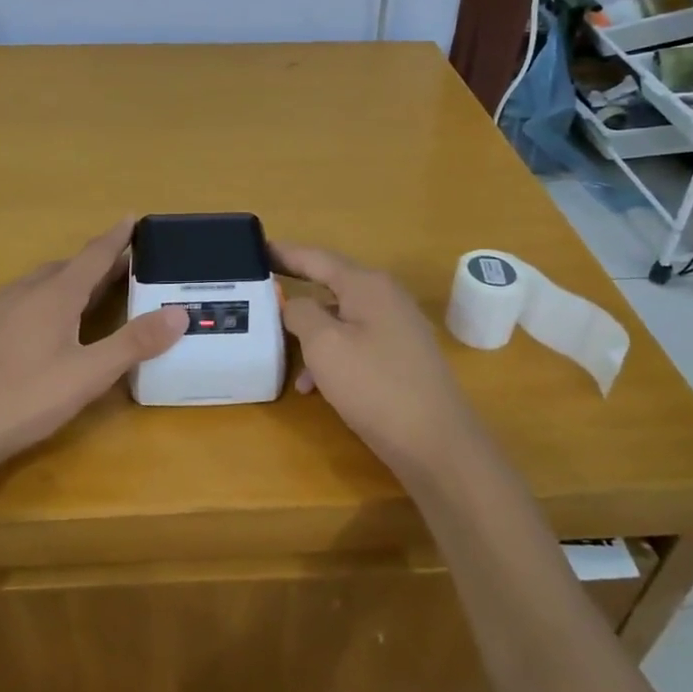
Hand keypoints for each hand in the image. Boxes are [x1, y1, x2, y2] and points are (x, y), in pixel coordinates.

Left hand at [0, 220, 187, 480]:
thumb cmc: (25, 397)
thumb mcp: (89, 374)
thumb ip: (134, 343)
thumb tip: (179, 313)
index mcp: (54, 294)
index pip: (93, 255)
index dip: (116, 237)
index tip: (132, 217)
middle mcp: (24, 291)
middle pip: (67, 267)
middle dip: (96, 264)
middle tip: (123, 269)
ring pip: (41, 284)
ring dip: (69, 282)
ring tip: (89, 295)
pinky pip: (22, 301)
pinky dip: (45, 301)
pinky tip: (44, 328)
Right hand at [273, 242, 480, 474]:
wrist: (436, 443)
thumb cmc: (374, 385)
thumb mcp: (324, 345)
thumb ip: (301, 313)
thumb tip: (296, 303)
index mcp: (367, 285)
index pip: (317, 258)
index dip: (285, 253)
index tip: (256, 248)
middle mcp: (386, 298)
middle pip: (331, 285)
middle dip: (296, 294)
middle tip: (261, 296)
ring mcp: (398, 328)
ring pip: (341, 319)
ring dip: (311, 335)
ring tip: (283, 356)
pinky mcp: (402, 357)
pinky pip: (357, 343)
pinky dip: (332, 356)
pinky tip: (314, 387)